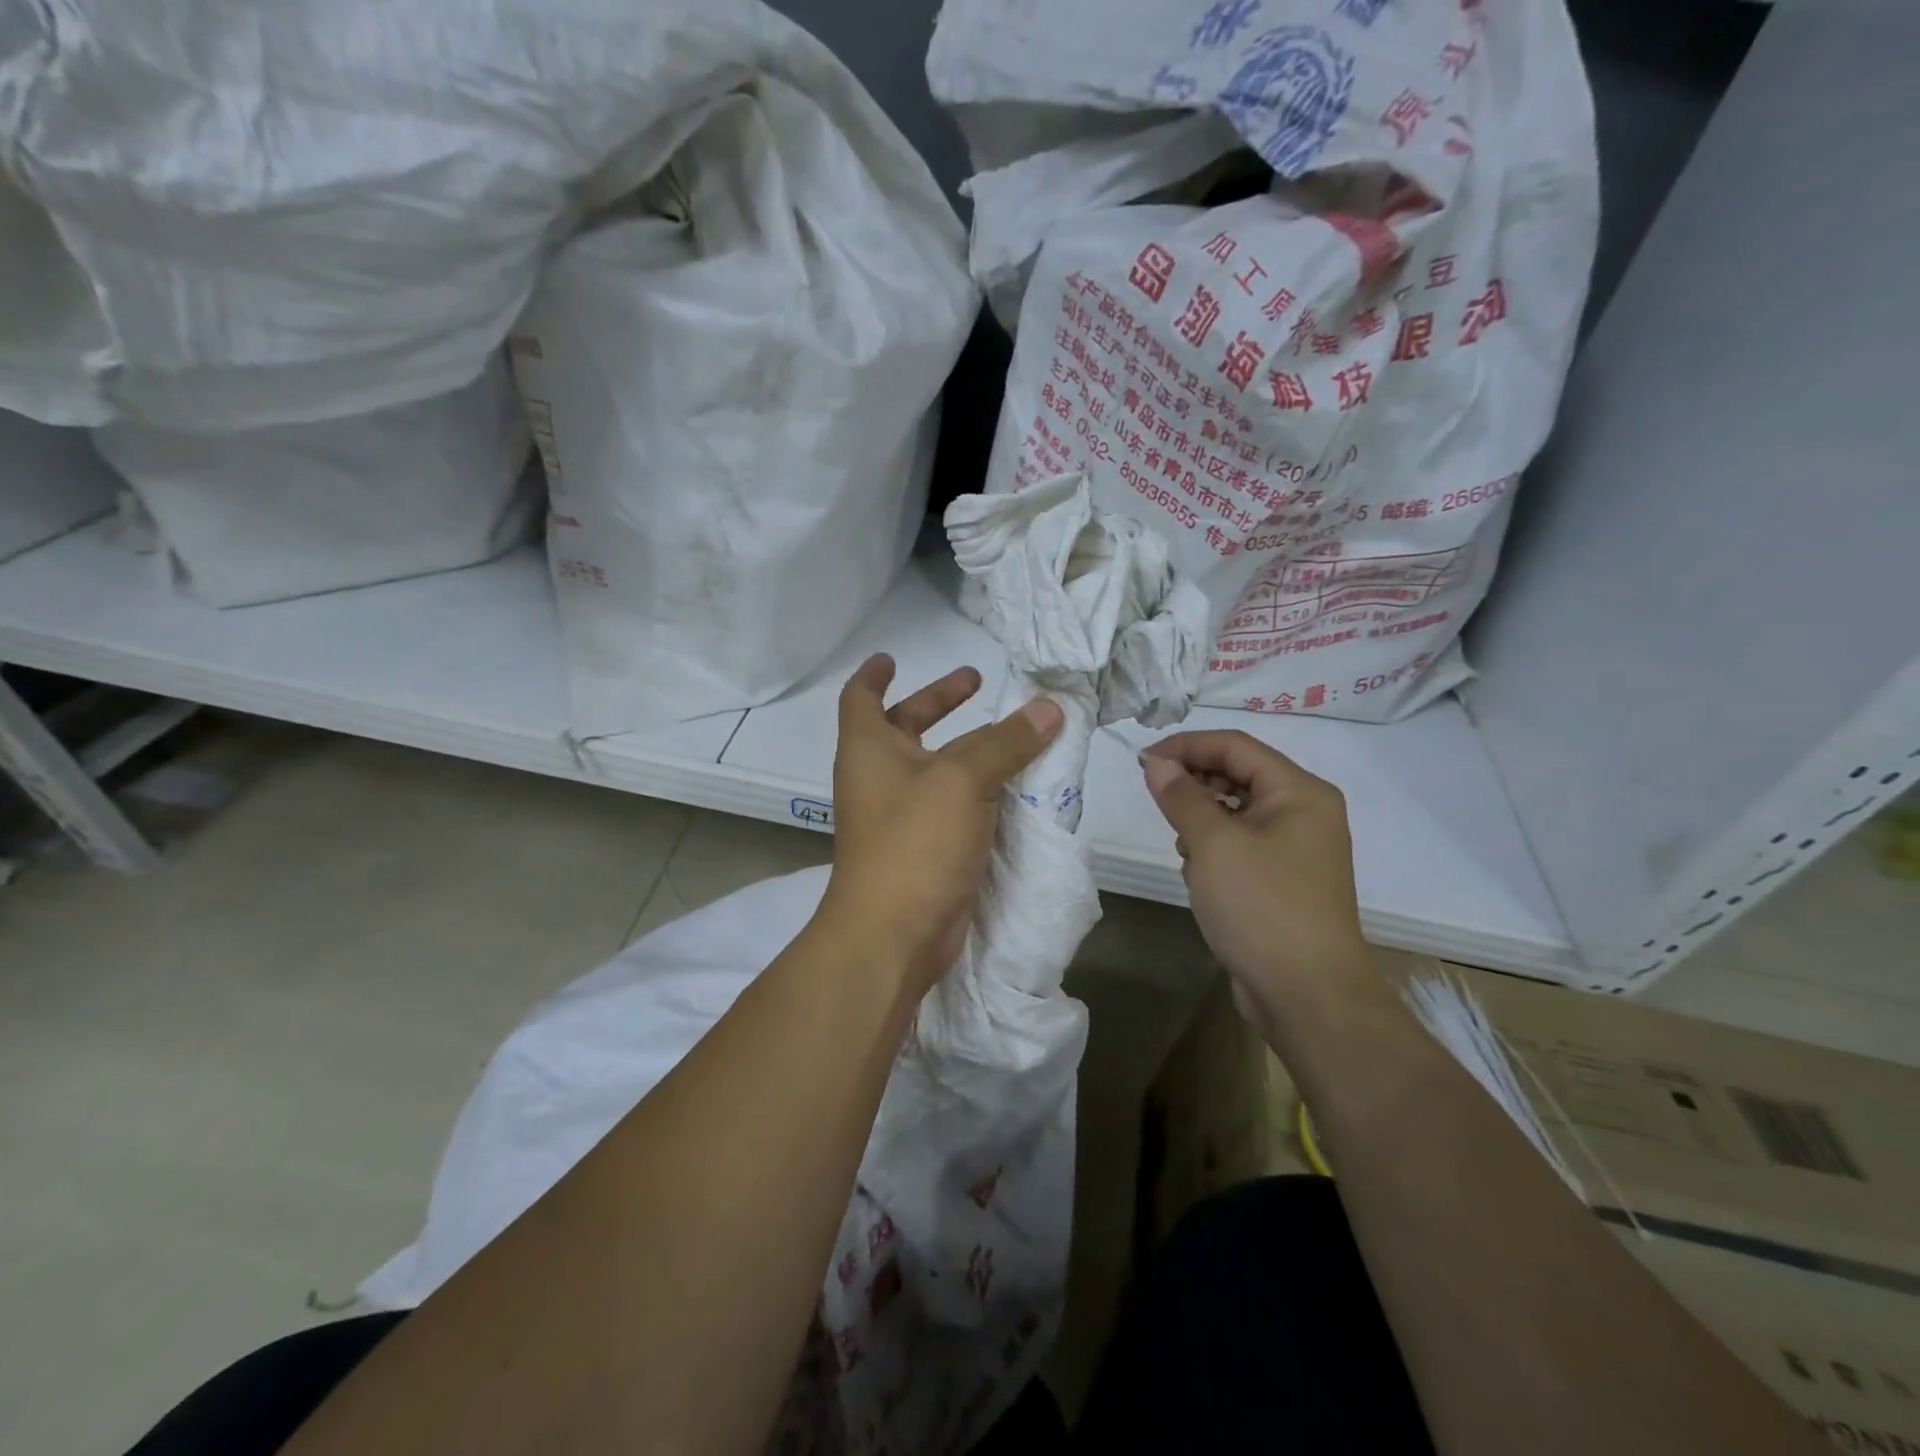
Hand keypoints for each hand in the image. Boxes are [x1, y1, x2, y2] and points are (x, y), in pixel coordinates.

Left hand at [822, 655, 1062, 995]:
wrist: (893, 934)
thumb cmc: (913, 842)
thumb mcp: (962, 780)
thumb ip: (1006, 742)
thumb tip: (1049, 708)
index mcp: (869, 749)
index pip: (861, 697)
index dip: (875, 674)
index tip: (893, 657)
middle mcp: (880, 778)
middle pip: (905, 726)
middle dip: (939, 703)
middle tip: (978, 682)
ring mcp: (902, 817)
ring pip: (937, 769)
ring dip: (970, 749)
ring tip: (1015, 733)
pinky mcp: (926, 849)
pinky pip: (955, 806)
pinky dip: (980, 789)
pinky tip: (1017, 785)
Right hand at [1140, 731, 1371, 1040]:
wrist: (1308, 995)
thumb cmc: (1262, 907)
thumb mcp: (1212, 844)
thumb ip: (1181, 796)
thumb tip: (1156, 762)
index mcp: (1300, 792)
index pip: (1235, 746)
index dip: (1186, 746)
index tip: (1142, 762)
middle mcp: (1305, 812)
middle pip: (1239, 775)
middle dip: (1194, 783)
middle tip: (1155, 799)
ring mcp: (1297, 848)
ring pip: (1237, 811)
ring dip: (1202, 819)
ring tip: (1182, 847)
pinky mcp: (1284, 879)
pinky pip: (1242, 843)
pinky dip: (1215, 847)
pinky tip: (1198, 873)